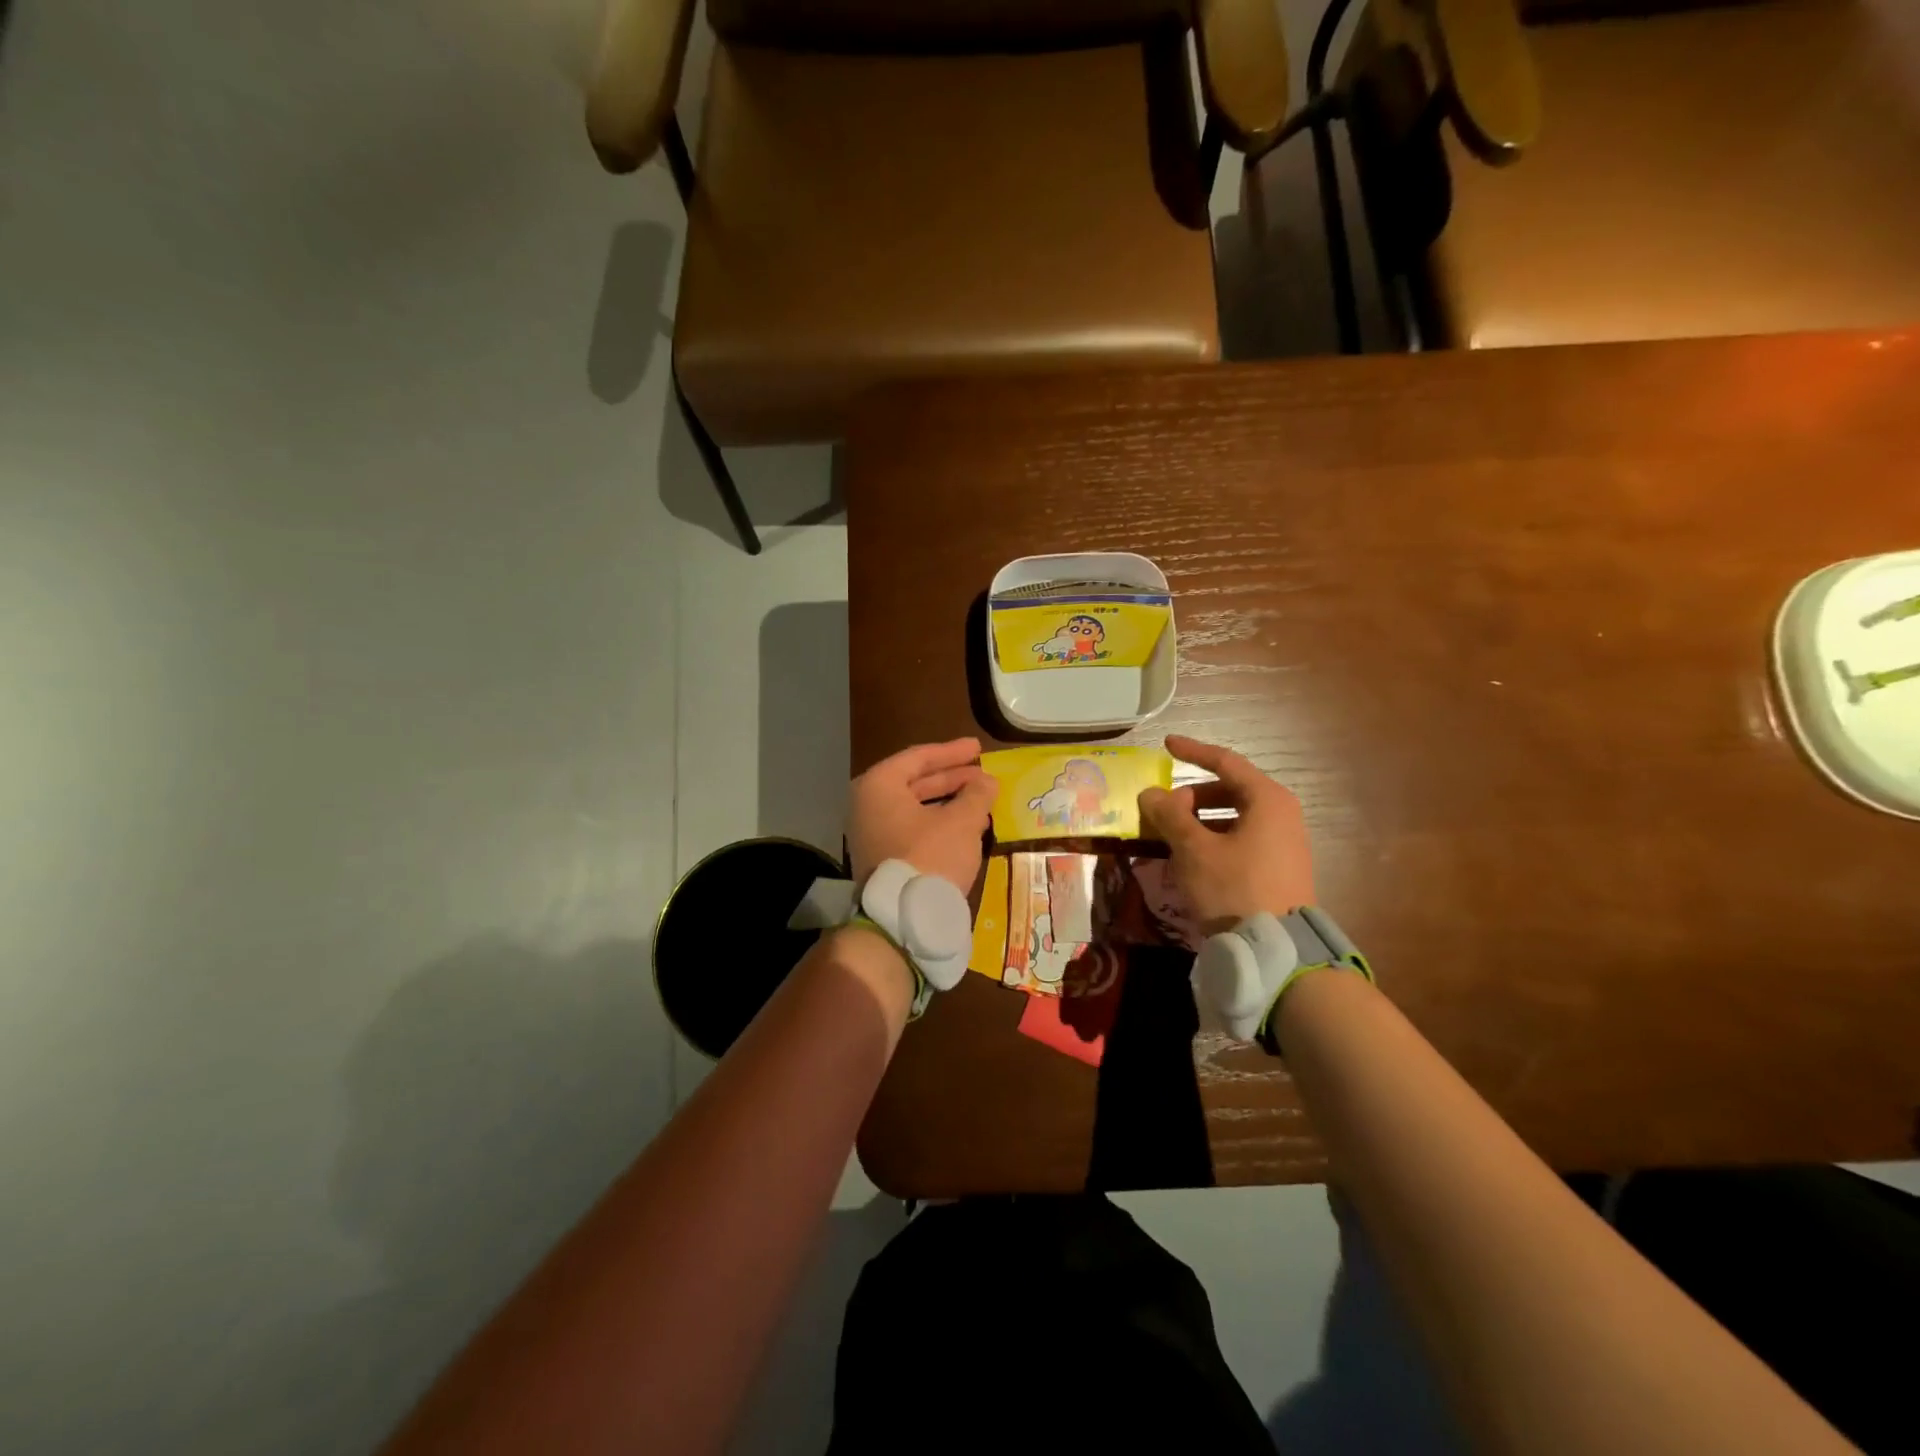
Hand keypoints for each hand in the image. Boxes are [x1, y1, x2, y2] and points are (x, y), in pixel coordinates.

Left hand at [848, 738, 997, 895]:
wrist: (903, 919)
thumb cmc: (931, 857)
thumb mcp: (961, 821)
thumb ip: (976, 795)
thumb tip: (987, 781)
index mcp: (879, 786)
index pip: (918, 757)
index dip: (952, 752)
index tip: (978, 748)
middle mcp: (868, 805)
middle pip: (915, 781)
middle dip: (952, 778)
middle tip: (982, 774)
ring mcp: (872, 833)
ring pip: (916, 807)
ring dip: (949, 802)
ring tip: (981, 800)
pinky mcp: (882, 857)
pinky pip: (912, 829)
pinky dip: (939, 823)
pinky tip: (967, 827)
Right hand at [1137, 734, 1314, 935]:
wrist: (1277, 952)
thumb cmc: (1234, 889)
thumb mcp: (1194, 850)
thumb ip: (1170, 815)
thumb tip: (1150, 793)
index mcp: (1267, 800)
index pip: (1225, 762)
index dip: (1192, 751)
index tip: (1166, 745)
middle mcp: (1282, 814)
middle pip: (1229, 790)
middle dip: (1192, 796)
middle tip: (1162, 809)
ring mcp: (1284, 842)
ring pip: (1234, 817)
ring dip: (1200, 820)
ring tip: (1171, 836)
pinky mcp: (1280, 867)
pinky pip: (1242, 838)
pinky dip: (1214, 838)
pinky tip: (1192, 858)